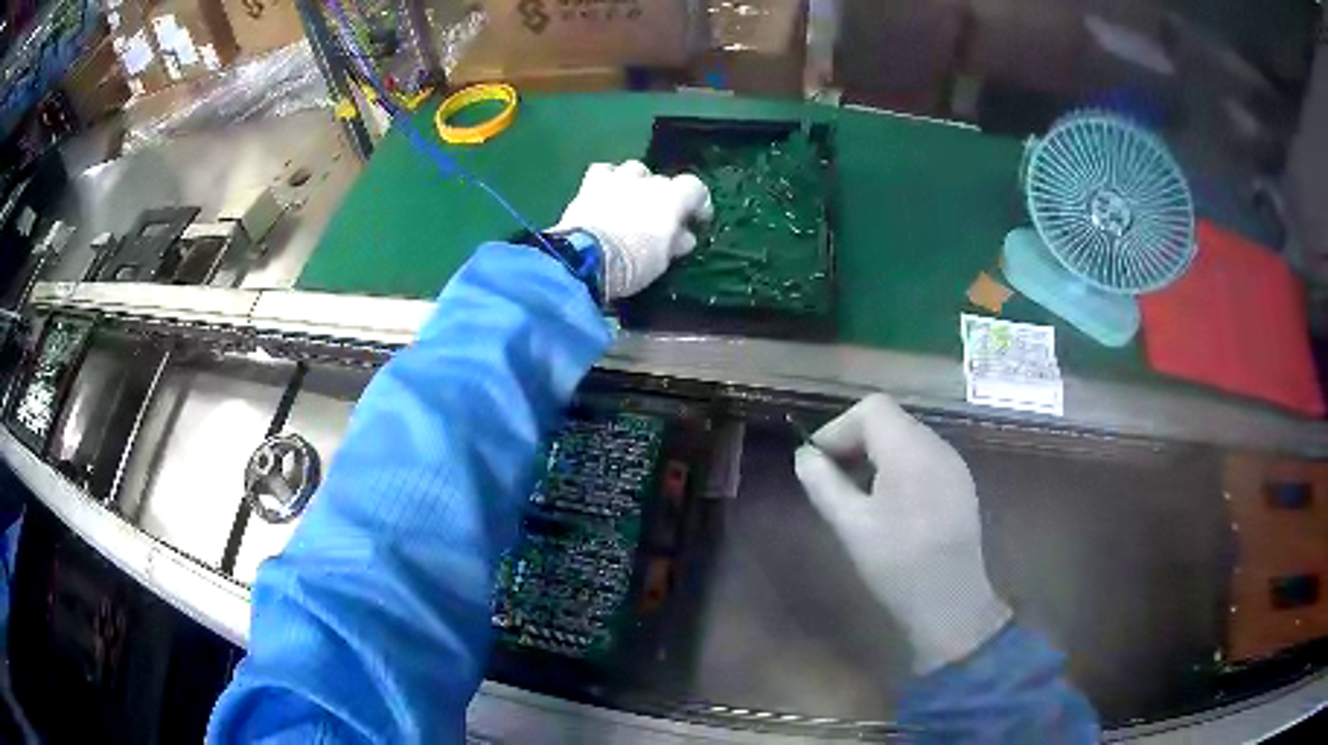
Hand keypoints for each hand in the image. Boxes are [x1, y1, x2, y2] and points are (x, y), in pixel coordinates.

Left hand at [553, 160, 712, 299]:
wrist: (586, 258)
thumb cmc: (633, 262)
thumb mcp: (663, 260)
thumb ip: (676, 242)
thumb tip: (684, 237)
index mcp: (673, 197)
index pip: (695, 188)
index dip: (698, 204)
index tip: (696, 221)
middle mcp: (648, 180)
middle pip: (663, 182)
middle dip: (664, 198)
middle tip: (658, 220)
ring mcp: (618, 179)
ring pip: (634, 170)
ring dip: (637, 184)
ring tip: (631, 203)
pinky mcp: (590, 184)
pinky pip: (603, 172)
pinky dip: (608, 180)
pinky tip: (606, 194)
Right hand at [794, 394, 1011, 673]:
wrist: (951, 603)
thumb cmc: (897, 565)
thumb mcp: (851, 527)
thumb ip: (824, 484)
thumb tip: (804, 456)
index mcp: (911, 451)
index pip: (872, 408)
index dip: (839, 427)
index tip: (818, 461)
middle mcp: (938, 446)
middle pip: (891, 419)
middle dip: (855, 440)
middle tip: (831, 478)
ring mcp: (954, 464)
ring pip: (907, 437)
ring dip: (876, 454)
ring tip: (856, 493)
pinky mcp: (960, 483)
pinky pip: (923, 456)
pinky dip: (898, 466)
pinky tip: (888, 504)